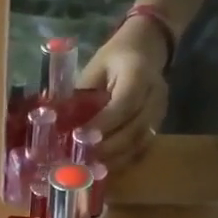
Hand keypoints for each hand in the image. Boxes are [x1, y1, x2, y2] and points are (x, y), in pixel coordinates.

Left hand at [80, 17, 170, 169]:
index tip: (80, 138)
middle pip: (135, 128)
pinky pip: (142, 148)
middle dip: (108, 148)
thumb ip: (81, 96)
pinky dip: (122, 160)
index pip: (125, 103)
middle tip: (82, 160)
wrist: (147, 48)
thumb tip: (56, 124)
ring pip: (141, 143)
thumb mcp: (94, 69)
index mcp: (138, 72)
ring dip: (114, 159)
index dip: (104, 124)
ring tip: (90, 170)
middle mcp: (155, 94)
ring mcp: (160, 112)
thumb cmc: (114, 58)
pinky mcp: (158, 125)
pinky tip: (103, 169)